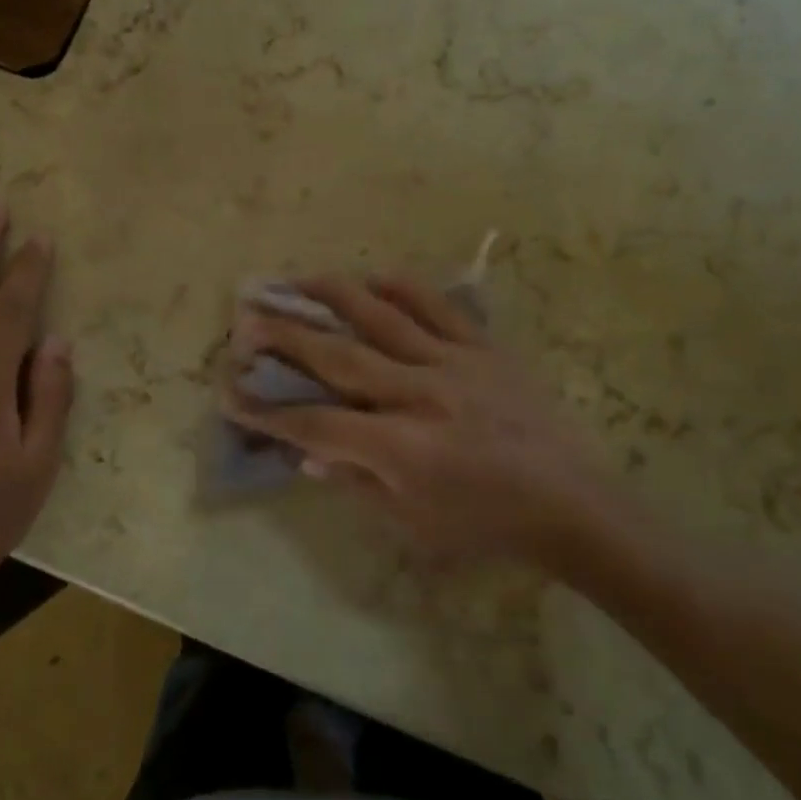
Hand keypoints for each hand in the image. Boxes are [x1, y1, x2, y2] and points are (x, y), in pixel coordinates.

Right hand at [224, 275, 605, 562]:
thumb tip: (307, 452)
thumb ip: (356, 483)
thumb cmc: (486, 524)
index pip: (317, 422)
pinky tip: (374, 275)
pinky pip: (438, 307)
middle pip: (338, 357)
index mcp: (401, 446)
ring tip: (298, 277)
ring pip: (382, 317)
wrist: (570, 502)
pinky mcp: (483, 347)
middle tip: (246, 318)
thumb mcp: (413, 524)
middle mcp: (420, 394)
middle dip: (285, 337)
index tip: (230, 391)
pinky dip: (403, 287)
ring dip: (334, 295)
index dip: (269, 410)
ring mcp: (453, 363)